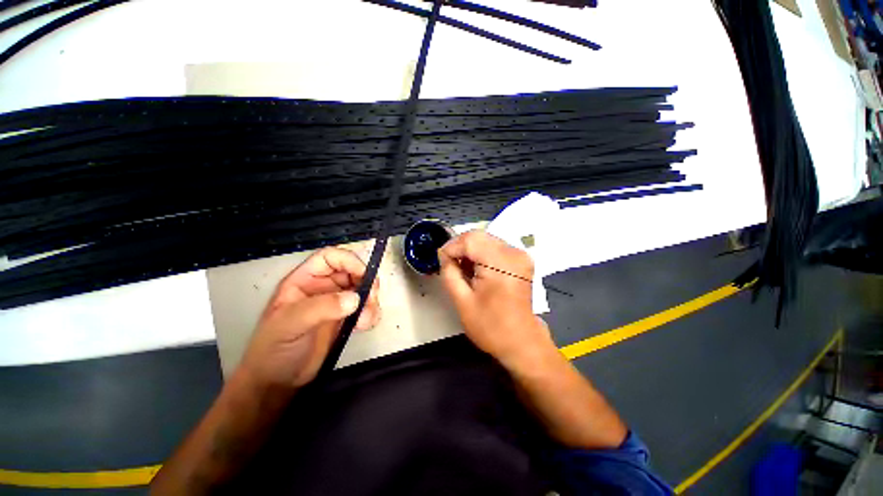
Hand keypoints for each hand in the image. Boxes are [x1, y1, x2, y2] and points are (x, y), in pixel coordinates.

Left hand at [237, 248, 380, 390]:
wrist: (277, 383)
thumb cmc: (274, 349)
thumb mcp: (291, 324)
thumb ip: (321, 308)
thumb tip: (355, 299)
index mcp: (304, 280)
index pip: (331, 257)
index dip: (349, 261)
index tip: (365, 276)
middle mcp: (322, 287)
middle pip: (352, 272)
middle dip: (366, 282)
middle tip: (372, 299)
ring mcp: (335, 303)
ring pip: (362, 290)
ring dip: (371, 301)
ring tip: (366, 320)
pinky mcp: (345, 318)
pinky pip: (365, 307)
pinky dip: (371, 313)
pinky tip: (365, 326)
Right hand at [438, 230, 553, 367]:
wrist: (521, 342)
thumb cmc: (491, 327)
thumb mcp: (462, 302)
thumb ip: (449, 273)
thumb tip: (444, 256)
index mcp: (500, 264)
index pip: (470, 240)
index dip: (451, 247)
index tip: (441, 260)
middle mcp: (514, 253)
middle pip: (479, 236)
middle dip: (460, 247)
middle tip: (449, 263)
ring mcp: (520, 255)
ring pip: (486, 239)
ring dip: (470, 250)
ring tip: (462, 268)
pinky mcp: (522, 260)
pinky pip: (496, 247)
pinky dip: (482, 253)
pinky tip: (476, 268)